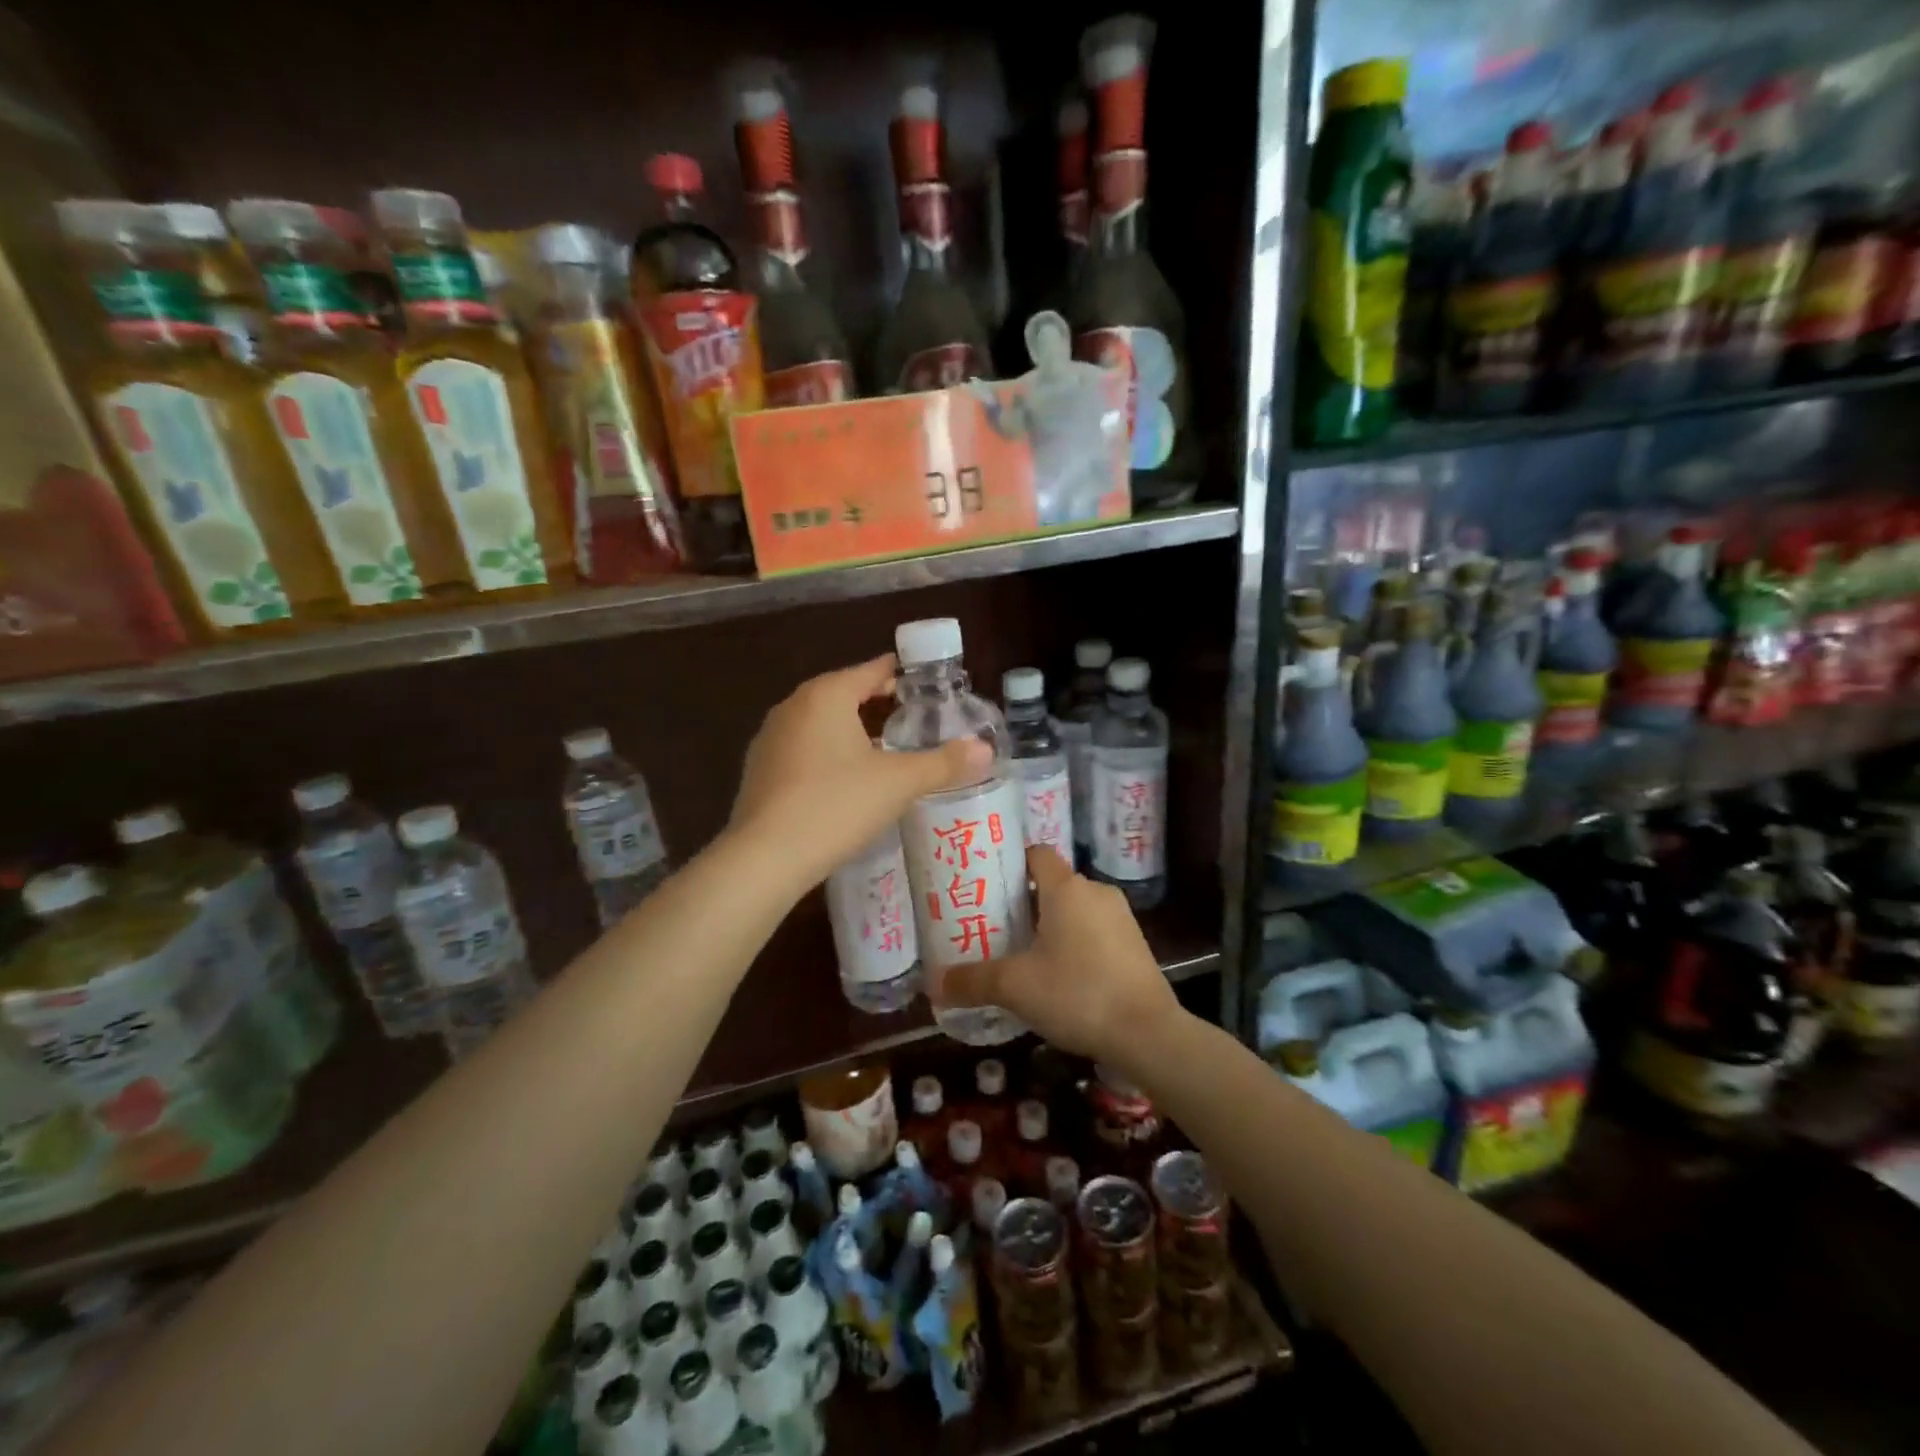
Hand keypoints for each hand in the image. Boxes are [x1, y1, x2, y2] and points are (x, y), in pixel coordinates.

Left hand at [730, 655, 990, 890]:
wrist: (765, 858)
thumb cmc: (836, 805)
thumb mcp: (898, 783)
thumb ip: (944, 763)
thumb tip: (986, 750)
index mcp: (827, 695)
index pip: (873, 670)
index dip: (904, 677)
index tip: (931, 688)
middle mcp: (794, 706)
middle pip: (847, 694)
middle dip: (881, 706)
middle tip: (917, 724)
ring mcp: (770, 738)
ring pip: (823, 724)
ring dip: (854, 732)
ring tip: (887, 753)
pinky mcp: (760, 770)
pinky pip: (804, 750)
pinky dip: (829, 755)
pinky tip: (846, 783)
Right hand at [933, 846, 1179, 1064]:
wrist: (1148, 1034)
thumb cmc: (1077, 994)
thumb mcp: (1015, 987)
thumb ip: (973, 981)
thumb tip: (933, 985)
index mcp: (1067, 888)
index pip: (1036, 854)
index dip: (1011, 863)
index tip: (987, 884)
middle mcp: (1096, 892)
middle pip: (1053, 884)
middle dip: (1025, 902)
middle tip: (994, 926)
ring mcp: (1121, 918)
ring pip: (1075, 910)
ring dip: (1051, 926)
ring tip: (1022, 954)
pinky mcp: (1135, 945)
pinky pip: (1095, 932)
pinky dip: (1075, 944)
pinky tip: (1059, 976)